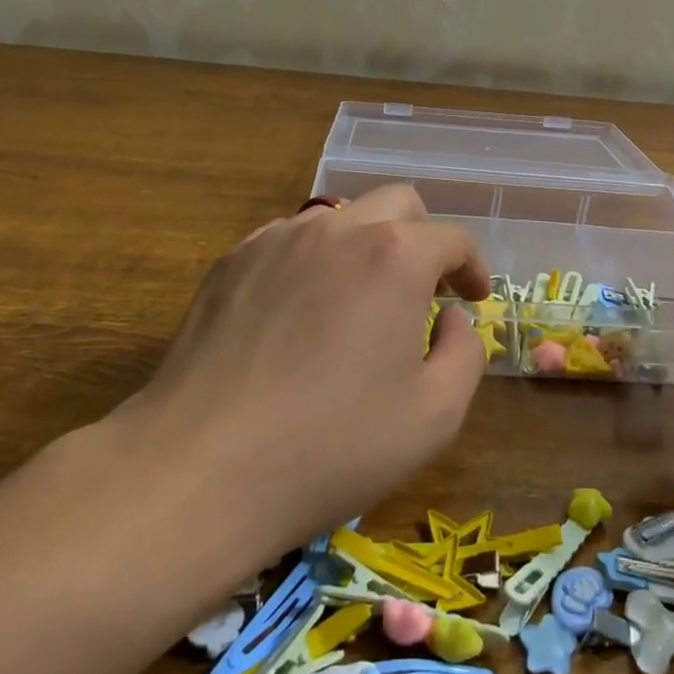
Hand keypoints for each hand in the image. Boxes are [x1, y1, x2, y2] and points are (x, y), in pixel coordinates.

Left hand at [112, 185, 490, 561]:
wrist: (201, 469)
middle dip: (423, 238)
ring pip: (340, 218)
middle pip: (398, 204)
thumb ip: (465, 351)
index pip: (452, 237)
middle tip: (424, 290)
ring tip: (360, 304)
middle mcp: (337, 229)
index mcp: (395, 255)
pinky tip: (301, 314)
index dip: (472, 266)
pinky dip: (314, 261)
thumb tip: (449, 318)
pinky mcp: (231, 262)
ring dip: (367, 247)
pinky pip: (289, 241)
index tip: (472, 298)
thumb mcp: (435, 415)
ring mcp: (276, 239)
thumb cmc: (333, 446)